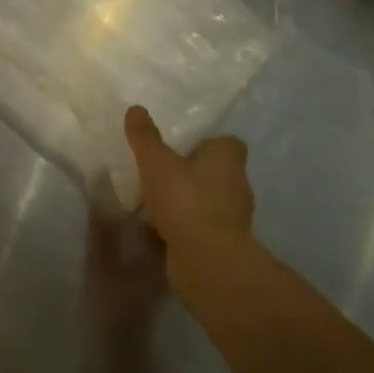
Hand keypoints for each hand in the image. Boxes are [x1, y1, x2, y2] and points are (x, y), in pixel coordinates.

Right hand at [124, 105, 258, 307]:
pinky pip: (203, 226)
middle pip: (218, 171)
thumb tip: (136, 109)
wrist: (208, 263)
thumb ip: (145, 137)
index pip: (228, 143)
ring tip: (157, 201)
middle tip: (163, 171)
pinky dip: (187, 226)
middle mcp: (237, 185)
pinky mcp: (225, 244)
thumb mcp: (156, 162)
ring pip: (210, 200)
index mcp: (227, 159)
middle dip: (194, 171)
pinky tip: (162, 228)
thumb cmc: (185, 201)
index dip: (208, 143)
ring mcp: (234, 218)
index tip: (183, 146)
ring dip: (189, 200)